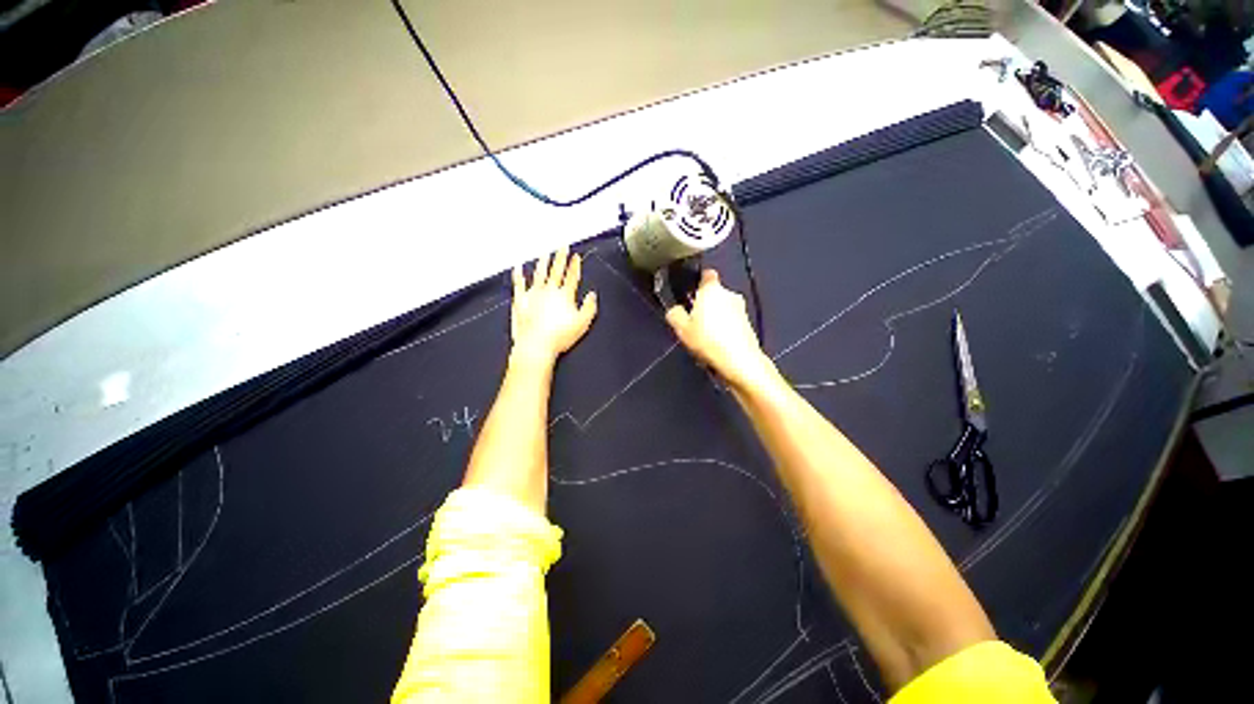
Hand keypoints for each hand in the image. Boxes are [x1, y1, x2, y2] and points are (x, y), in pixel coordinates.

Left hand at [510, 248, 597, 363]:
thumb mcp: (582, 324)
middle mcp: (549, 291)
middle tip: (563, 245)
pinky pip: (519, 283)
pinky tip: (518, 266)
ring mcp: (533, 294)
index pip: (572, 276)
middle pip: (556, 270)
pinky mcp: (520, 301)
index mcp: (564, 296)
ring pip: (539, 273)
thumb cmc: (558, 337)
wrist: (536, 344)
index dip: (575, 266)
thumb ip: (589, 308)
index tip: (576, 256)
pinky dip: (519, 274)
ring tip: (545, 252)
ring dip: (543, 261)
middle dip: (561, 256)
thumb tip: (592, 296)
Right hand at [666, 270, 776, 390]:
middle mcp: (729, 293)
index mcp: (712, 288)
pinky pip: (733, 322)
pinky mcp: (749, 325)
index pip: (706, 274)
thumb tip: (676, 309)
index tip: (691, 293)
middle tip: (695, 321)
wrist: (740, 361)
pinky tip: (718, 345)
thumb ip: (675, 314)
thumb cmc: (708, 339)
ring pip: (725, 309)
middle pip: (715, 294)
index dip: (698, 281)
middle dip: (707, 304)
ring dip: (717, 318)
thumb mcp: (681, 328)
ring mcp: (742, 309)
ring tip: (706, 337)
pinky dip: (726, 329)